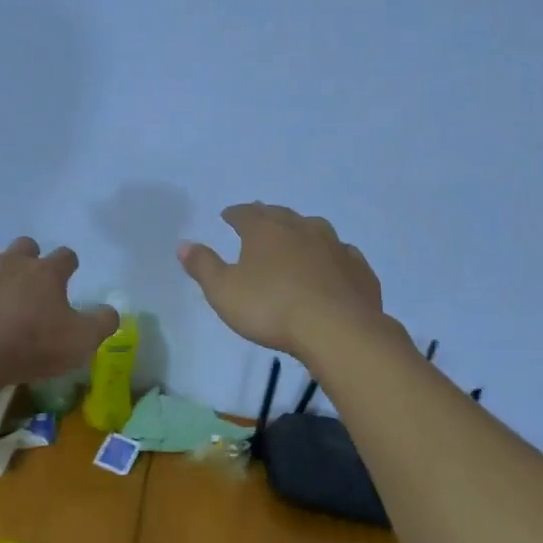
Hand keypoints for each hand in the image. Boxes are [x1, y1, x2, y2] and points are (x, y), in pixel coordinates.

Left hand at [0, 237, 119, 383]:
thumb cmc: (30, 346)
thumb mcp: (80, 342)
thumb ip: (102, 323)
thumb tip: (111, 310)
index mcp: (46, 273)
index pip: (66, 256)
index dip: (69, 266)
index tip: (68, 278)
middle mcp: (12, 261)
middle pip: (25, 245)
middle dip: (29, 258)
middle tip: (29, 286)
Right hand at [178, 203, 386, 359]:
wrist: (338, 329)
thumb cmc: (271, 308)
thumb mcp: (224, 291)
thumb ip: (203, 266)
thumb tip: (184, 244)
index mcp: (266, 230)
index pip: (245, 213)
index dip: (235, 214)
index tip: (228, 216)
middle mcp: (301, 228)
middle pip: (280, 215)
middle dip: (267, 217)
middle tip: (259, 222)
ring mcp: (335, 246)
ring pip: (314, 230)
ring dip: (302, 234)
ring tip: (295, 243)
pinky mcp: (358, 269)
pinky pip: (341, 255)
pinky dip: (331, 258)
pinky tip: (331, 268)